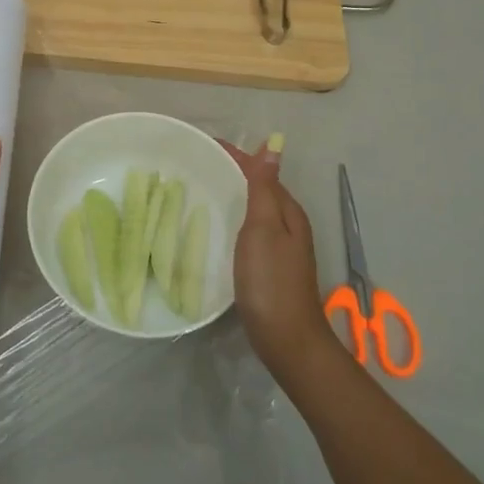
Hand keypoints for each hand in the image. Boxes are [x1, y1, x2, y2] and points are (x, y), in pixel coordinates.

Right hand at [222, 141, 335, 372]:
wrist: (286, 338)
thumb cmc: (271, 280)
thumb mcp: (264, 228)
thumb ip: (264, 188)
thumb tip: (273, 146)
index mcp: (287, 211)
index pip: (261, 171)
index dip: (235, 155)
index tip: (203, 144)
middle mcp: (288, 224)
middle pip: (259, 188)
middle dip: (232, 172)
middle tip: (195, 164)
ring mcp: (281, 248)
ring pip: (255, 210)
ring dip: (233, 196)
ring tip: (201, 189)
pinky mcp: (270, 267)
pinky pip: (250, 231)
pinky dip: (234, 220)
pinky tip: (218, 228)